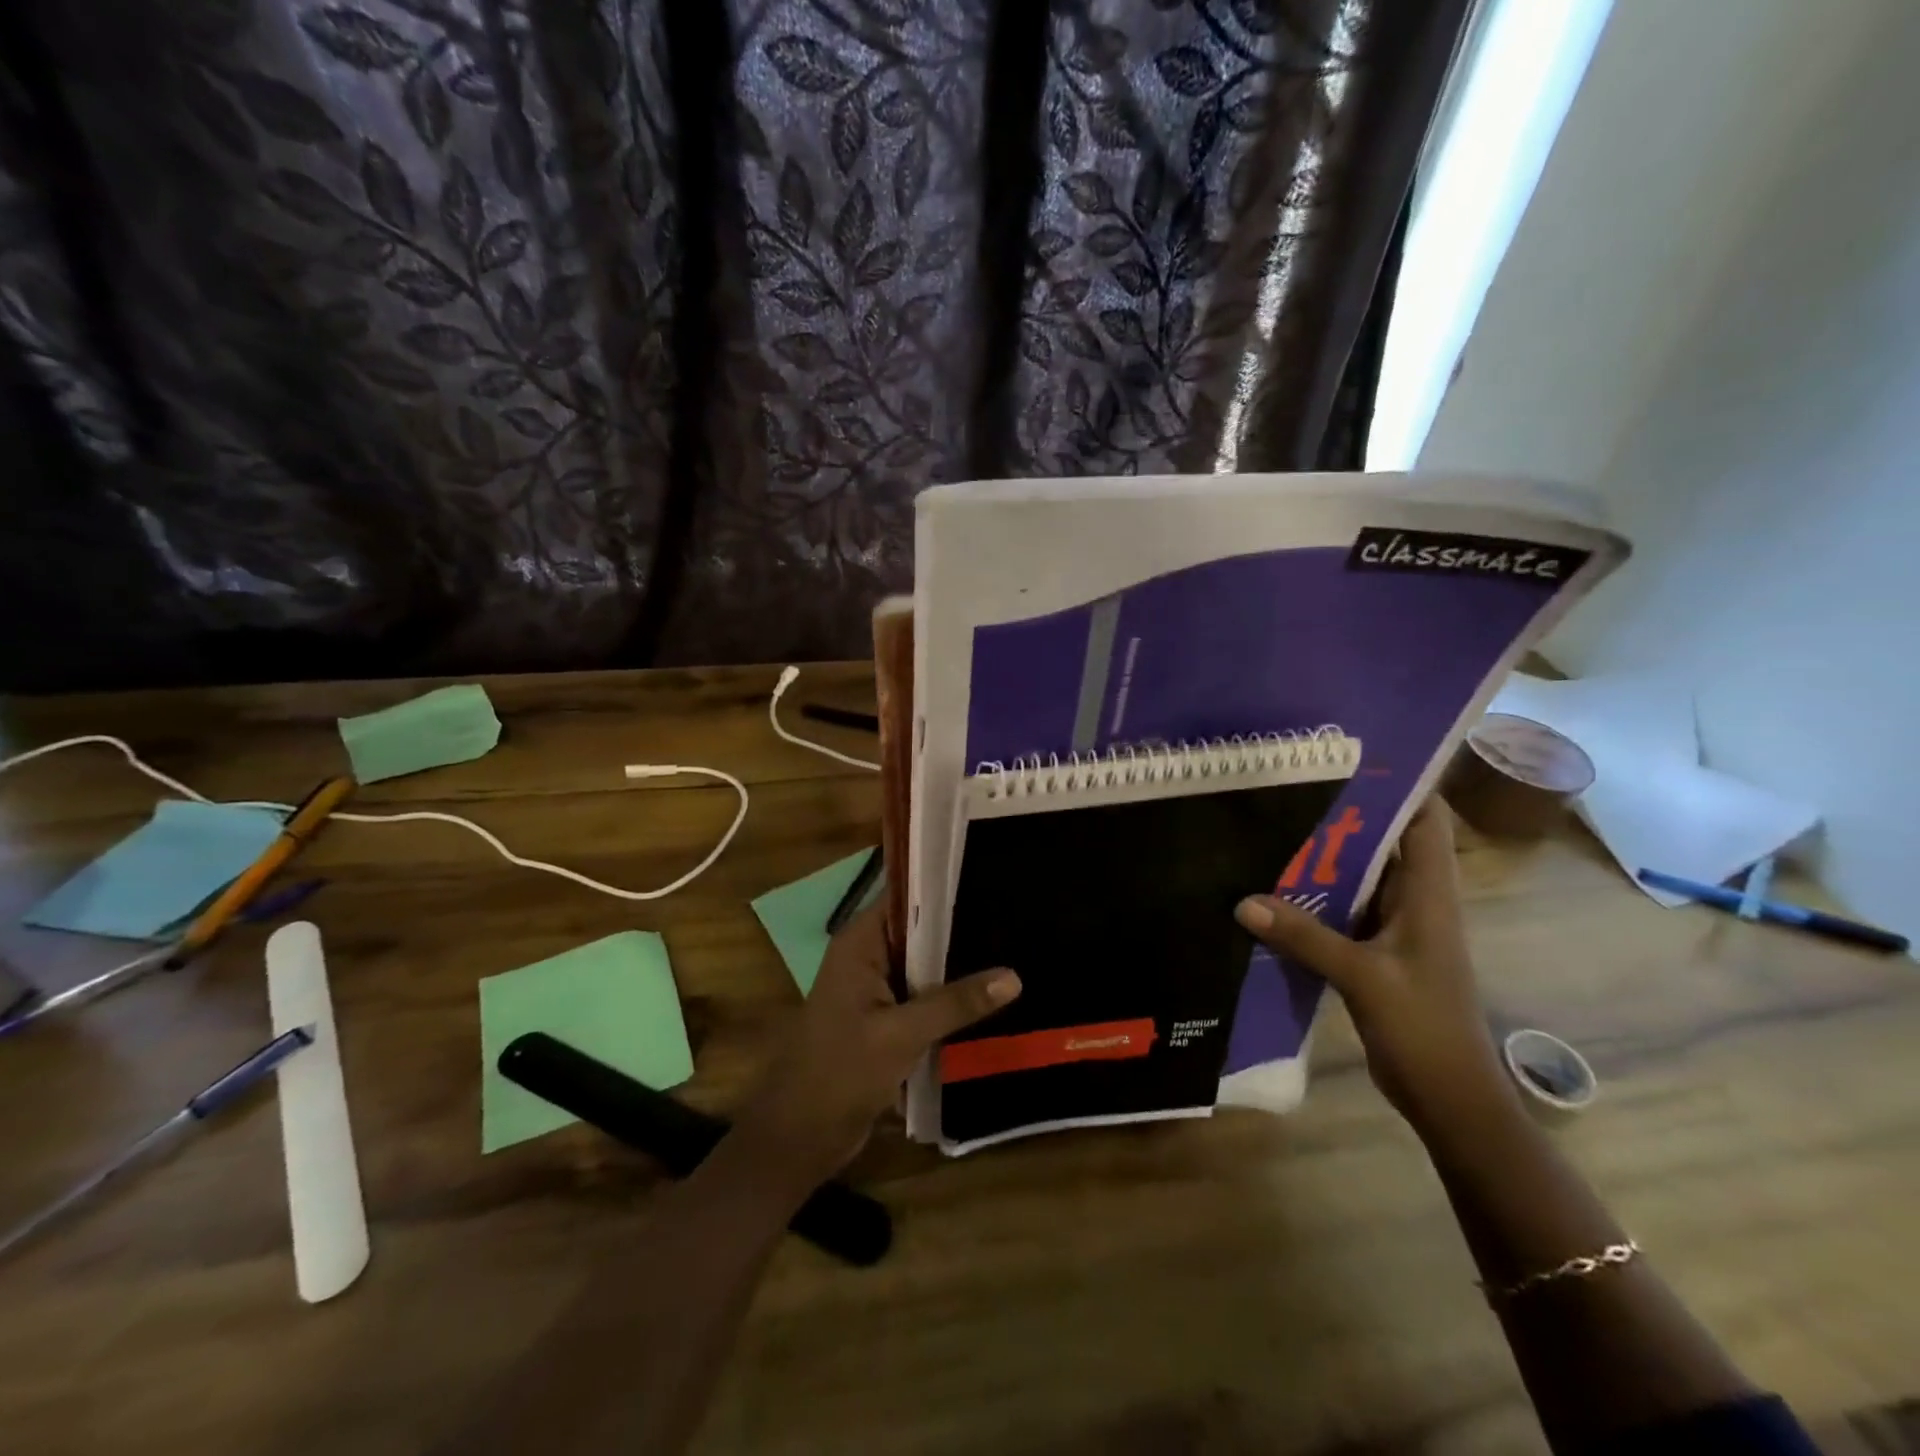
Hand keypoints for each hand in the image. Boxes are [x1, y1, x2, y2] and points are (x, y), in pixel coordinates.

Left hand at [736, 904, 1020, 1187]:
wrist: (799, 1138)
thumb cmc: (839, 1072)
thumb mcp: (901, 1034)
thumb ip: (956, 1003)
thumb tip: (1014, 976)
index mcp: (860, 942)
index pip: (906, 895)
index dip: (944, 884)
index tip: (991, 876)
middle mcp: (868, 956)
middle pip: (921, 929)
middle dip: (962, 926)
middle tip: (1017, 914)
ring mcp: (877, 989)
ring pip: (926, 965)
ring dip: (960, 964)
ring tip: (1017, 948)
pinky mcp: (886, 1019)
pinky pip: (925, 996)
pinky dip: (951, 996)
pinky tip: (994, 994)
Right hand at [1233, 800, 1515, 1138]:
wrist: (1449, 1096)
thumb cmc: (1424, 1028)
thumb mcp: (1363, 977)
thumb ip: (1305, 937)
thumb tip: (1243, 901)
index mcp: (1430, 894)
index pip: (1427, 820)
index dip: (1402, 785)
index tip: (1351, 759)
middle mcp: (1415, 901)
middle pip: (1385, 842)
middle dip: (1344, 816)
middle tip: (1290, 789)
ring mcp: (1396, 928)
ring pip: (1360, 877)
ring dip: (1324, 858)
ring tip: (1272, 828)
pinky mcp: (1376, 952)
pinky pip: (1343, 911)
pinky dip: (1314, 898)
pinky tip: (1273, 892)